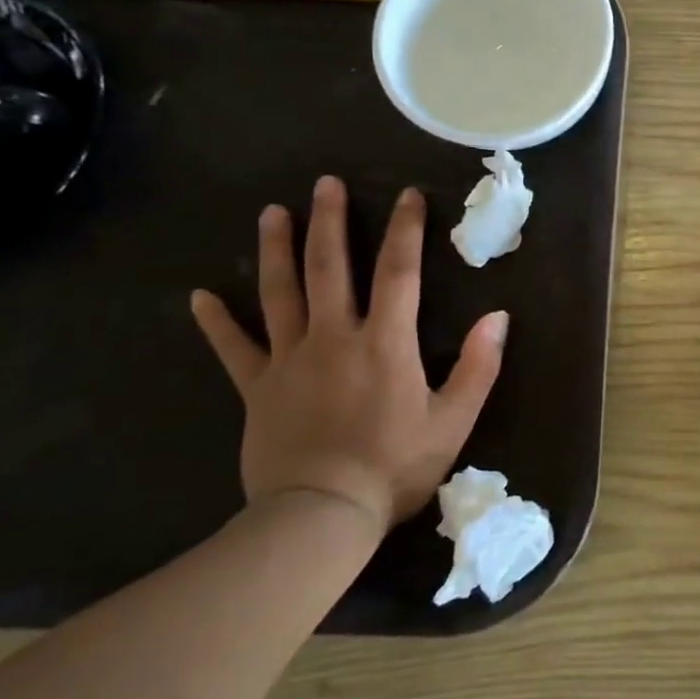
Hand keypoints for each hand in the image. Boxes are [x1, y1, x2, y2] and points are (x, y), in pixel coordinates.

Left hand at [190, 175, 507, 531]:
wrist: (322, 515)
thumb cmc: (396, 465)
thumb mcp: (454, 419)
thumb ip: (479, 366)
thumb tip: (498, 316)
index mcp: (385, 342)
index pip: (398, 272)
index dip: (405, 229)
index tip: (406, 195)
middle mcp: (334, 337)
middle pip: (329, 268)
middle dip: (329, 221)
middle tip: (325, 183)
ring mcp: (289, 360)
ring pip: (279, 293)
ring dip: (276, 250)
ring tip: (273, 213)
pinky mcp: (257, 388)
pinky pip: (234, 349)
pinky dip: (217, 322)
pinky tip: (201, 297)